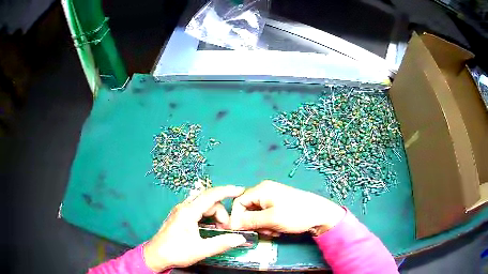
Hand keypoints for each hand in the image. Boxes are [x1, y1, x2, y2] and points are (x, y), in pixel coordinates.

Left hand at [143, 186, 246, 271]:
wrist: (156, 255)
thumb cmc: (176, 252)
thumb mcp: (201, 250)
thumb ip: (222, 243)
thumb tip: (240, 238)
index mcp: (188, 212)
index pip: (211, 195)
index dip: (227, 191)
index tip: (240, 190)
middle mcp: (184, 207)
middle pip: (208, 200)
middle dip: (222, 211)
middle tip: (227, 228)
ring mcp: (180, 211)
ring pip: (203, 205)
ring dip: (215, 214)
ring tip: (219, 229)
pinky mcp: (179, 216)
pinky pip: (197, 209)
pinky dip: (207, 216)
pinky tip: (210, 227)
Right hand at [230, 180, 345, 234]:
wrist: (321, 215)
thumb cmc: (296, 214)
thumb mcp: (271, 219)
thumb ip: (249, 221)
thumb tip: (230, 224)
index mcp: (261, 189)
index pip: (238, 202)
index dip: (236, 217)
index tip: (240, 231)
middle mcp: (264, 191)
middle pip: (247, 209)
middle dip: (253, 223)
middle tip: (264, 231)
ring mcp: (272, 198)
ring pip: (256, 215)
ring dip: (262, 225)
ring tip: (274, 230)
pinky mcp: (278, 206)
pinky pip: (265, 216)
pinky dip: (269, 224)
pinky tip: (279, 229)